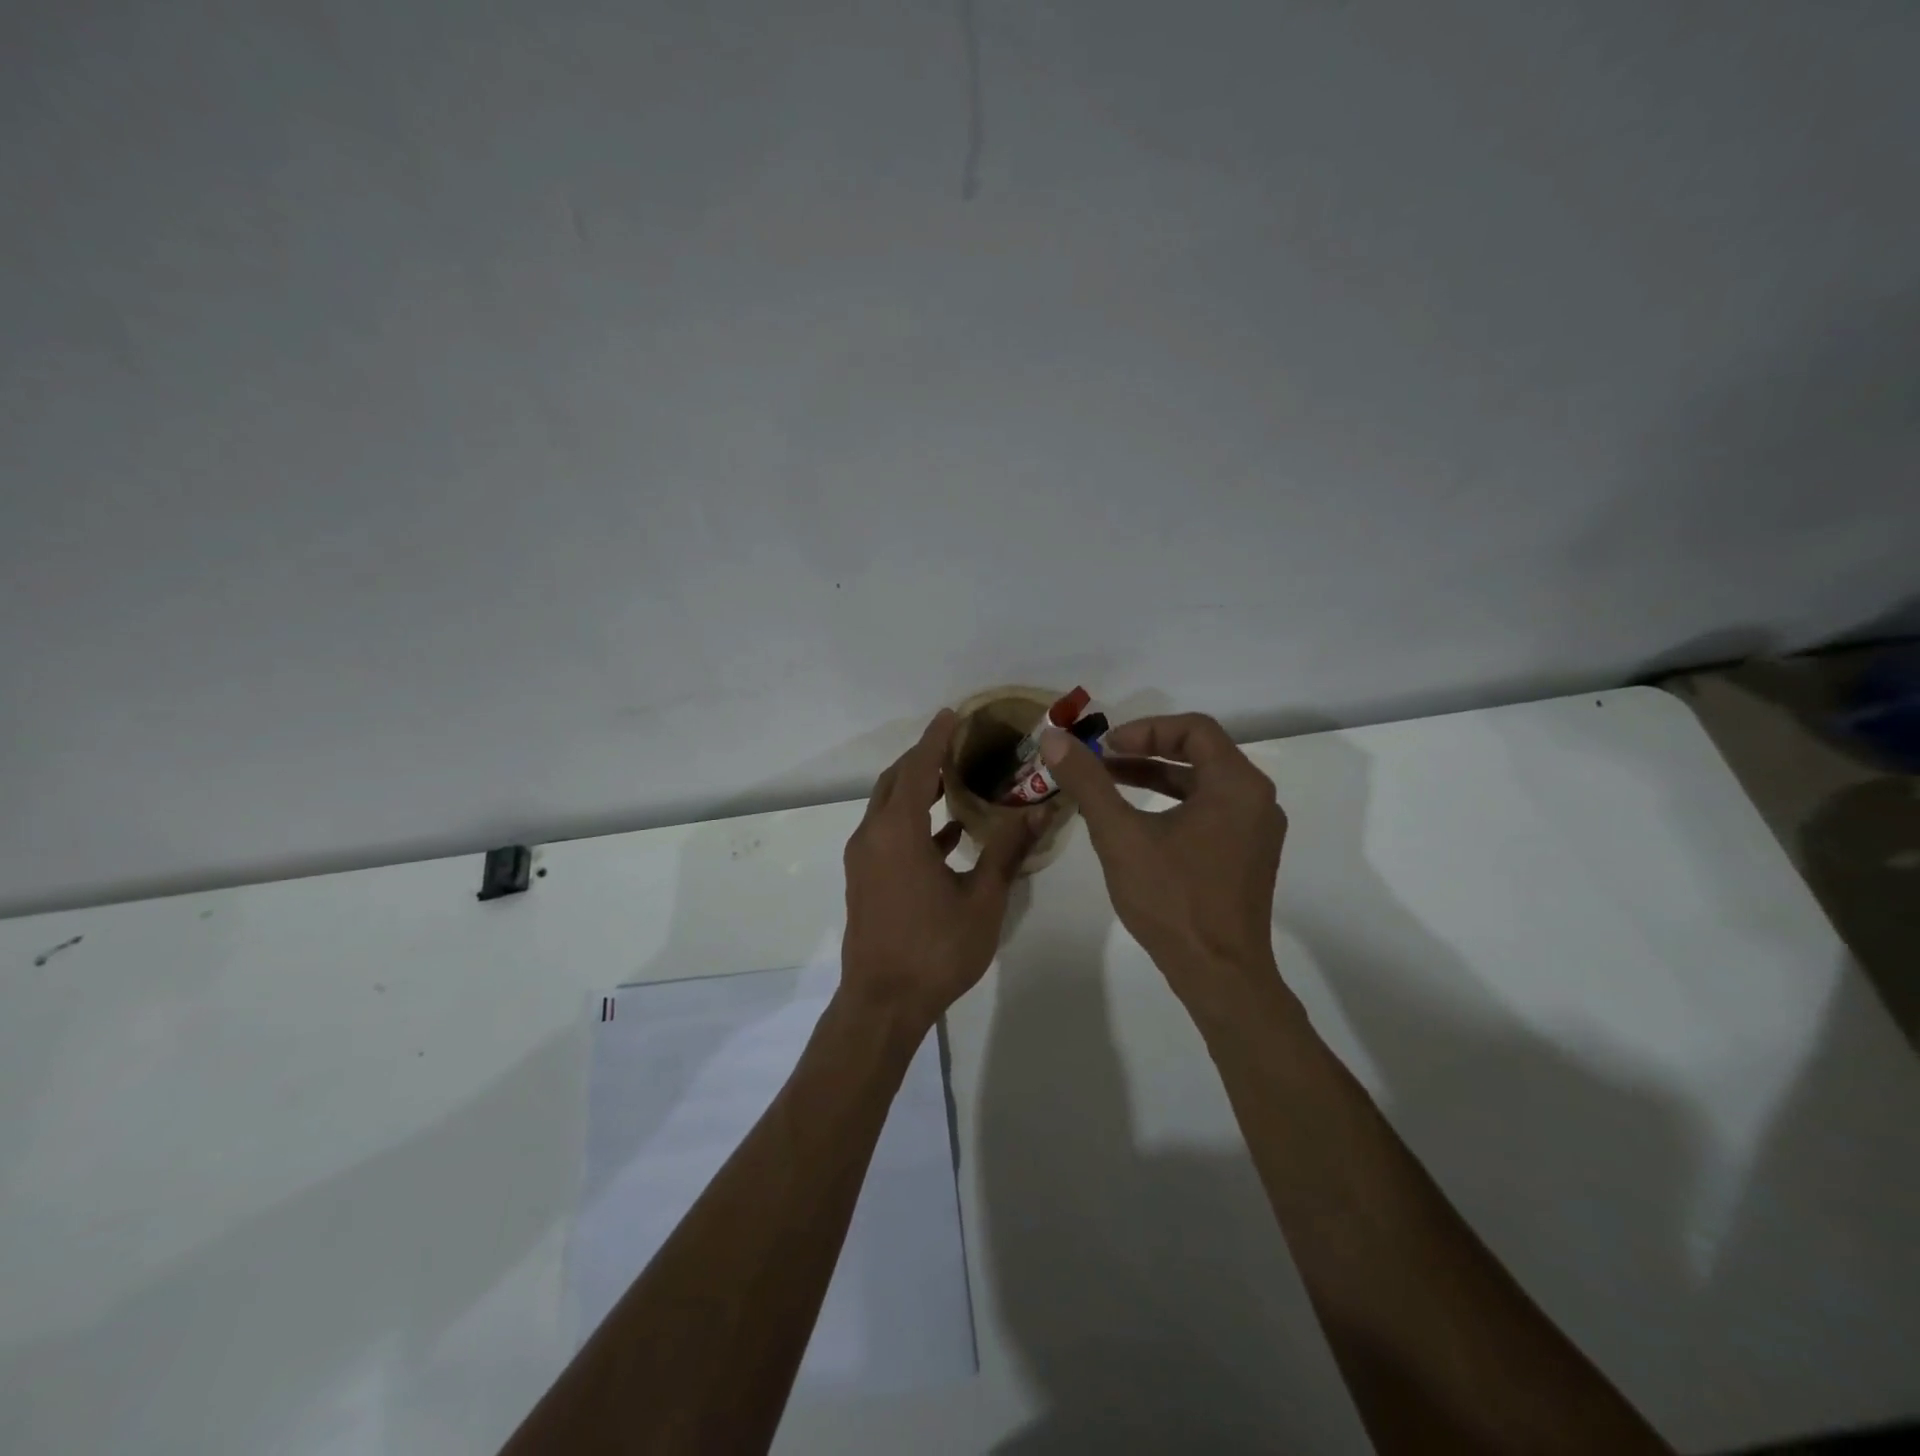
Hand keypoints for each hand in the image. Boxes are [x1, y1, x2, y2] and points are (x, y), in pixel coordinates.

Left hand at [840, 709, 1045, 1032]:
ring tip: (957, 779)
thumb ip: (1008, 849)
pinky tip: (949, 832)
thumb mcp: (982, 898)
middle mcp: (873, 835)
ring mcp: (864, 858)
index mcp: (898, 832)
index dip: (935, 739)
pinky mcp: (865, 879)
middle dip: (924, 759)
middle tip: (959, 744)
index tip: (952, 714)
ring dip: (918, 789)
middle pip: (895, 781)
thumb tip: (1042, 809)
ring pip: (888, 807)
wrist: (882, 1003)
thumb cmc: (936, 949)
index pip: (917, 768)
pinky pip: (888, 833)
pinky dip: (914, 822)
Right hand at [1040, 713, 1287, 1016]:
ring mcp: (1256, 831)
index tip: (1106, 746)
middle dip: (1146, 751)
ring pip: (1203, 784)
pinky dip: (1173, 805)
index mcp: (1237, 784)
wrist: (1219, 974)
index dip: (1145, 729)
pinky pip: (1210, 812)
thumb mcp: (1120, 835)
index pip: (1195, 728)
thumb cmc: (1172, 899)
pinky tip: (1137, 822)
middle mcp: (1256, 800)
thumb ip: (1088, 782)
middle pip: (1200, 752)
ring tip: (1110, 785)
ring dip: (1156, 778)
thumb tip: (1053, 738)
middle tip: (1103, 760)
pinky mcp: (1248, 856)